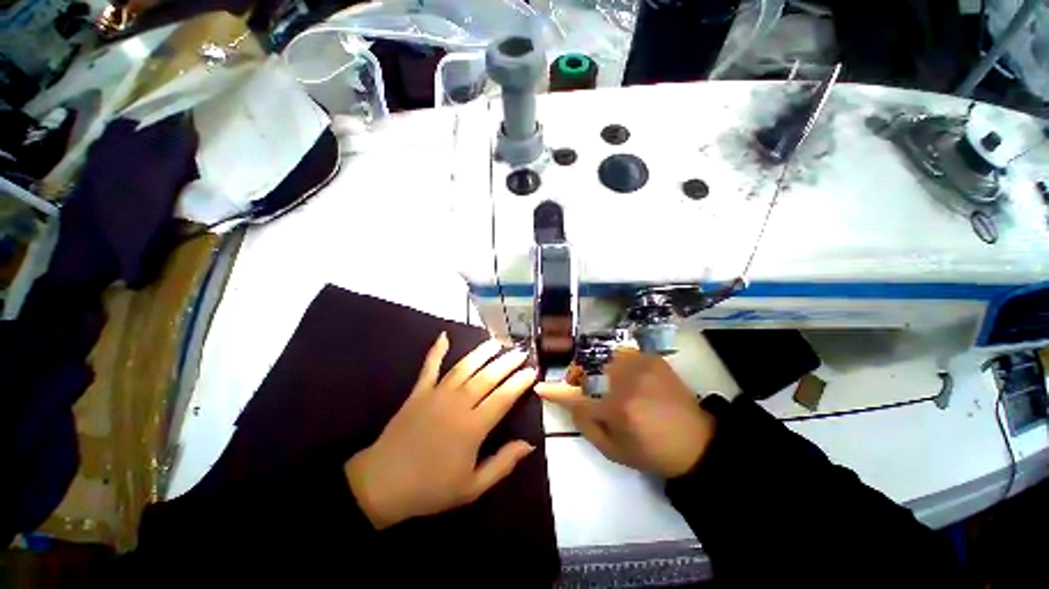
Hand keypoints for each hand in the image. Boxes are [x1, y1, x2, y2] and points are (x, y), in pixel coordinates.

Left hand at [345, 334, 536, 528]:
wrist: (382, 484)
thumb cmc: (431, 488)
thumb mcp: (472, 487)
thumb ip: (503, 463)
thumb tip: (530, 444)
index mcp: (473, 426)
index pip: (503, 397)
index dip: (519, 382)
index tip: (532, 370)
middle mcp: (458, 403)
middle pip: (487, 377)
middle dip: (506, 362)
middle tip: (520, 352)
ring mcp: (437, 394)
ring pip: (464, 367)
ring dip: (481, 352)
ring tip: (496, 341)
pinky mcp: (419, 392)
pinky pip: (429, 366)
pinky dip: (436, 351)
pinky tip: (444, 336)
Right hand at [536, 350, 715, 477]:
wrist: (697, 441)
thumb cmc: (652, 452)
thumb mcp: (614, 451)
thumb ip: (586, 426)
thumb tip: (570, 404)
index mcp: (617, 409)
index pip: (576, 397)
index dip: (555, 391)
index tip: (540, 386)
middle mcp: (626, 382)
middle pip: (588, 370)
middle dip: (579, 376)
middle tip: (583, 387)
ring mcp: (640, 366)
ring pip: (603, 358)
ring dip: (598, 368)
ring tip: (606, 381)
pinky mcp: (652, 358)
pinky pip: (623, 354)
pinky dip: (617, 363)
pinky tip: (626, 376)